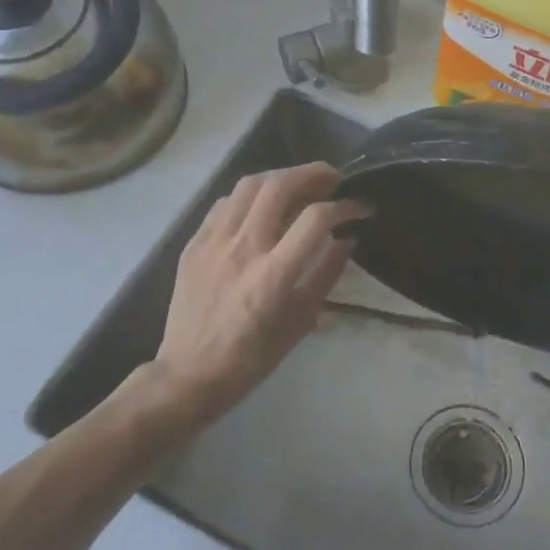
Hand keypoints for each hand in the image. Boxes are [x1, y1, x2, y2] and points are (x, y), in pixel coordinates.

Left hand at [143, 161, 370, 431]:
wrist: (189, 375)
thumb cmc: (252, 358)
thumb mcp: (300, 322)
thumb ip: (326, 275)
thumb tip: (347, 240)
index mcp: (274, 274)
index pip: (316, 218)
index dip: (345, 206)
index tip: (360, 208)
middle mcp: (243, 248)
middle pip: (279, 187)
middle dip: (312, 174)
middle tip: (331, 178)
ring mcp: (214, 242)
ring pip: (248, 186)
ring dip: (279, 177)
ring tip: (298, 184)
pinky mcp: (194, 244)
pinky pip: (224, 203)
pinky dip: (249, 195)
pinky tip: (261, 205)